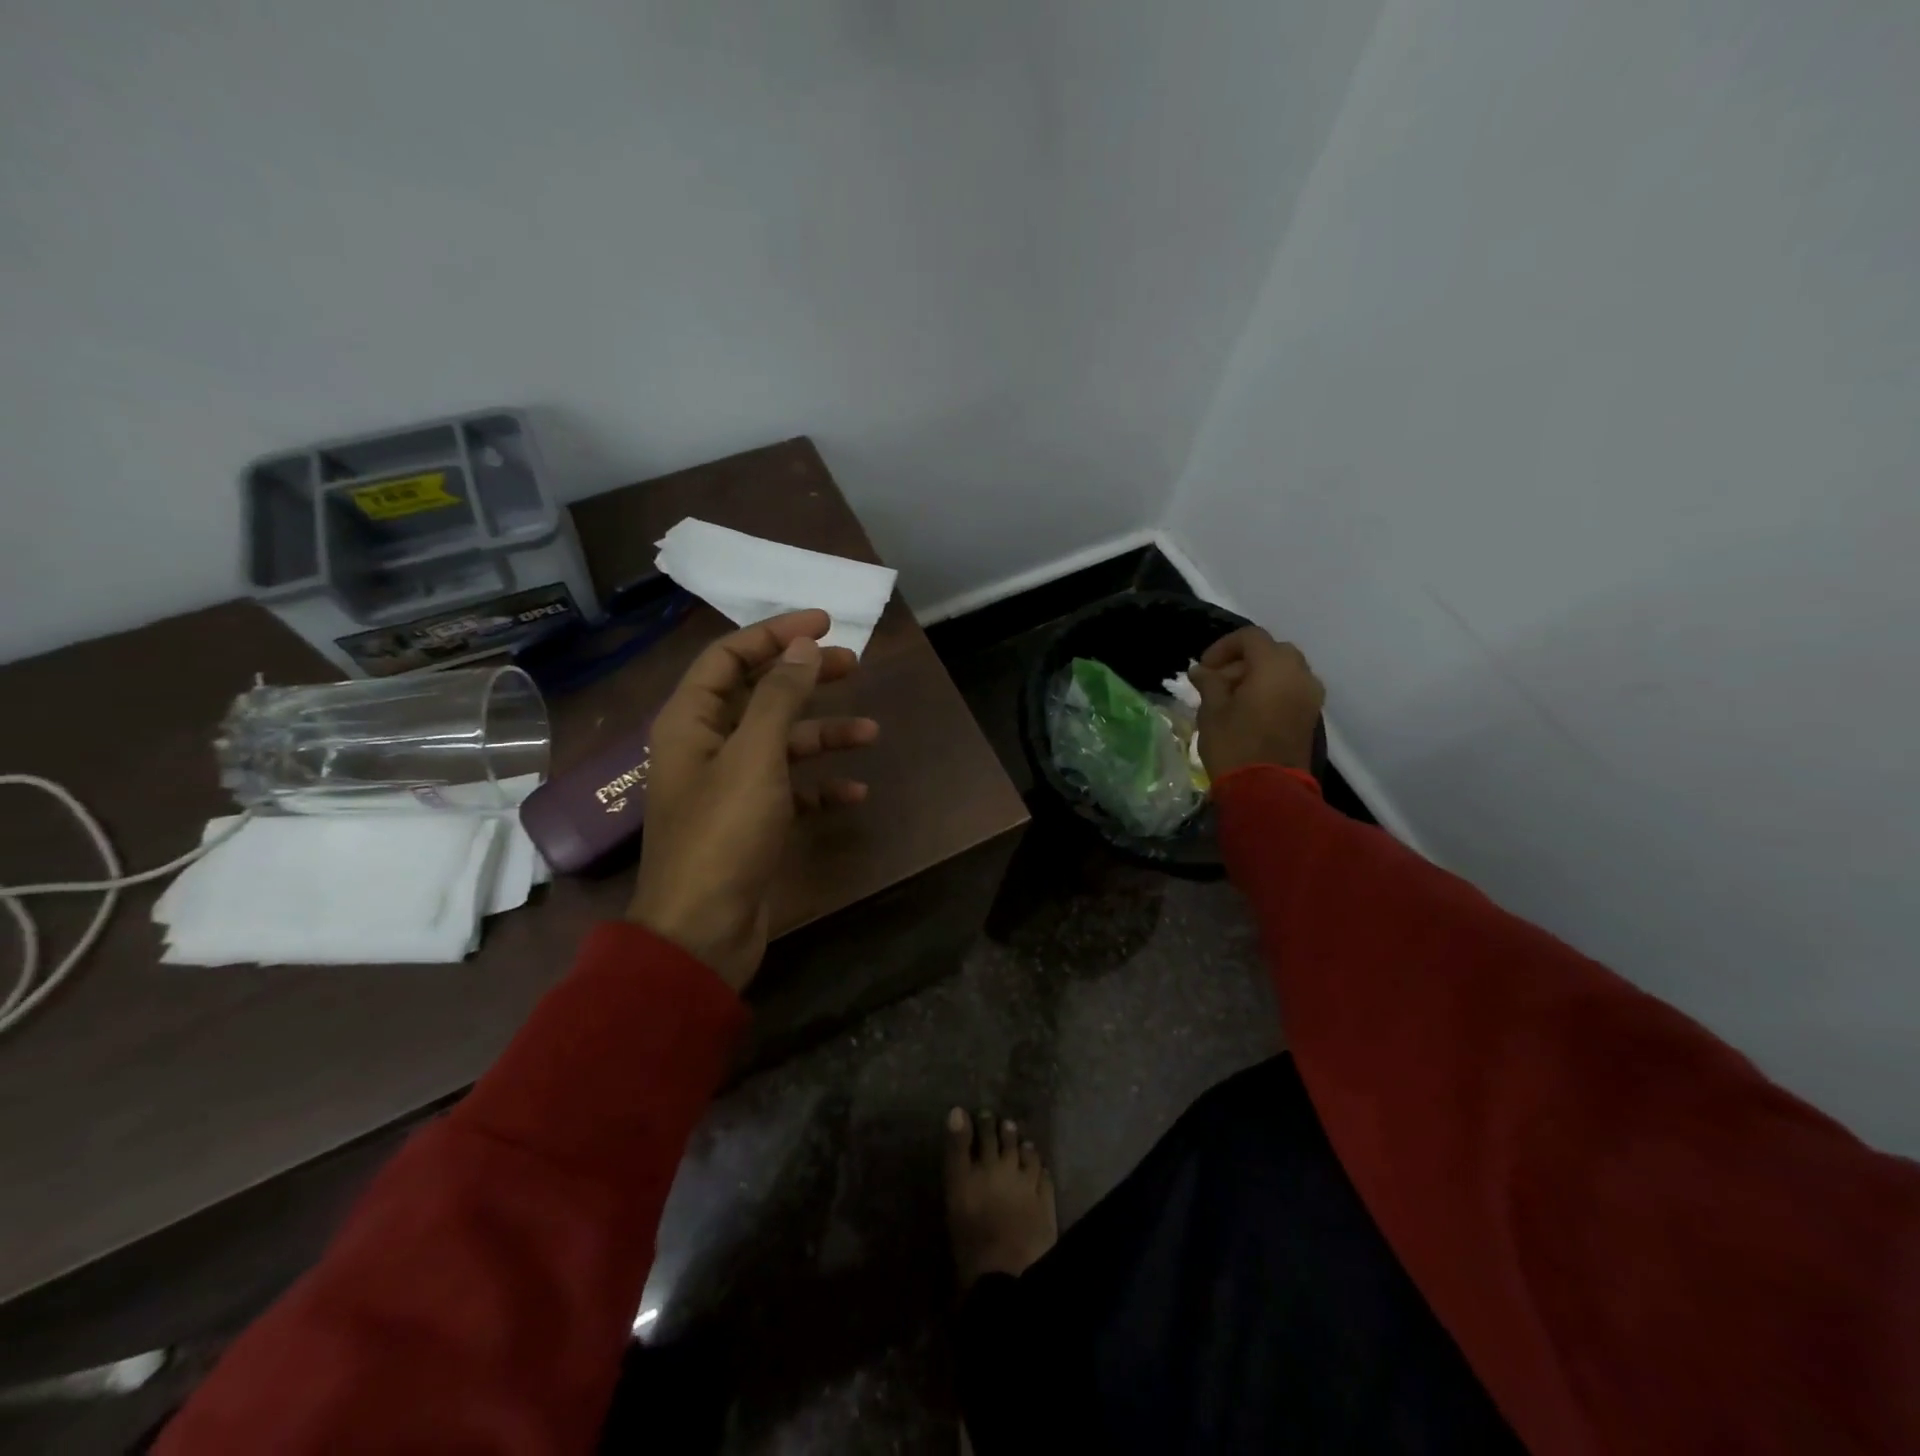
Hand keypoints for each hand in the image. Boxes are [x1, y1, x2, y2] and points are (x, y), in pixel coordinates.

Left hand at [628, 609, 877, 991]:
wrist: (703, 931)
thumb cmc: (724, 834)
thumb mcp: (754, 756)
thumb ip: (778, 697)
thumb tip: (803, 646)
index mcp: (690, 721)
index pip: (729, 657)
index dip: (774, 633)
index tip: (824, 622)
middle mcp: (706, 747)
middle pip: (759, 695)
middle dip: (806, 678)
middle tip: (854, 664)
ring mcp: (730, 787)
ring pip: (781, 743)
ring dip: (824, 734)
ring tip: (872, 732)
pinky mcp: (751, 822)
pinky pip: (791, 790)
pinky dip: (820, 786)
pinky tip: (854, 793)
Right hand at [1188, 626, 1324, 779]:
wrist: (1268, 790)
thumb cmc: (1234, 745)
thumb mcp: (1212, 711)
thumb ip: (1209, 683)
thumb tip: (1201, 670)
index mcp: (1274, 666)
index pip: (1250, 637)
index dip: (1223, 647)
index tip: (1205, 668)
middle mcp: (1300, 674)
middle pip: (1271, 651)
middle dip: (1243, 661)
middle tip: (1218, 682)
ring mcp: (1310, 695)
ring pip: (1284, 670)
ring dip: (1258, 676)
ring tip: (1232, 698)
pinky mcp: (1311, 715)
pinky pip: (1292, 689)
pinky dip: (1272, 690)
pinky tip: (1249, 711)